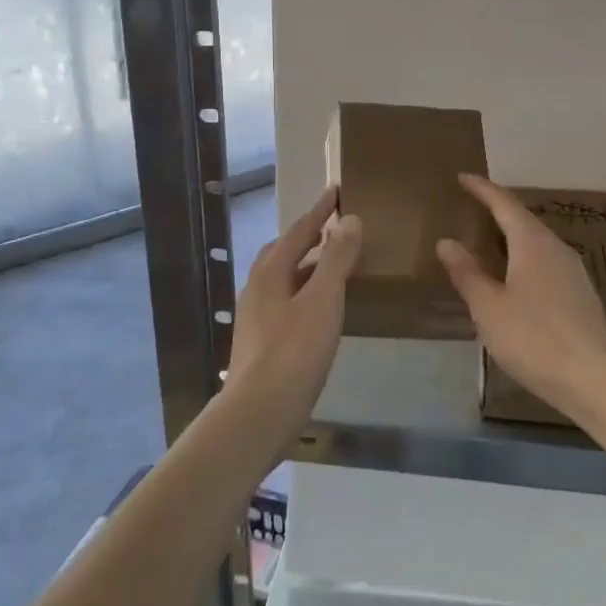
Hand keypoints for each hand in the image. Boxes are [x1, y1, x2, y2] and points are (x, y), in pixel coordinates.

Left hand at [225, 187, 361, 439]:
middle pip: (283, 252)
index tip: (335, 190)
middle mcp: (258, 289)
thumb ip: (337, 259)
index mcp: (270, 272)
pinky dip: (305, 293)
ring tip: (333, 266)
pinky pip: (286, 303)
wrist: (258, 414)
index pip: (298, 231)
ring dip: (307, 266)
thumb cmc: (293, 352)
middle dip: (307, 237)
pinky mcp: (261, 344)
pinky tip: (321, 310)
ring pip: (283, 279)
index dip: (319, 211)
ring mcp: (256, 318)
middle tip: (332, 227)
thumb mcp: (323, 300)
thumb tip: (349, 219)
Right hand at [437, 174, 605, 421]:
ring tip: (491, 239)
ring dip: (513, 235)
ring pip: (537, 241)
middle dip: (498, 210)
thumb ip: (467, 272)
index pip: (504, 203)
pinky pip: (547, 261)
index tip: (463, 177)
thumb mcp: (488, 307)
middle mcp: (556, 247)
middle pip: (524, 219)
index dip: (482, 189)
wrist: (593, 378)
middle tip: (473, 206)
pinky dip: (525, 257)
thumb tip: (446, 241)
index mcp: (532, 243)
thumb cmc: (533, 337)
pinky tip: (517, 276)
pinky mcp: (581, 293)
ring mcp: (573, 270)